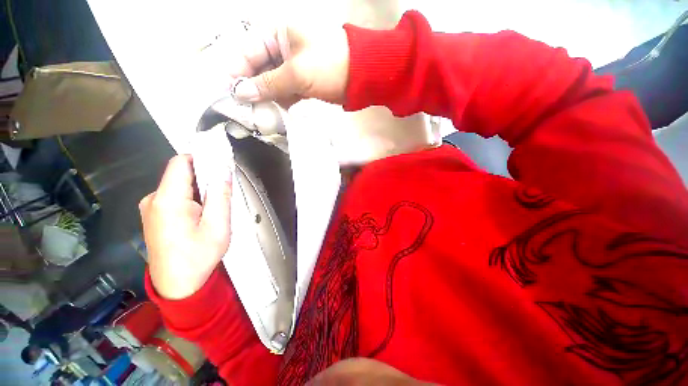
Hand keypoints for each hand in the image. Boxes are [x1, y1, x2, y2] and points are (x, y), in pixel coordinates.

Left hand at [139, 155, 231, 299]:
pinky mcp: (152, 215)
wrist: (177, 285)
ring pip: (178, 185)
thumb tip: (223, 171)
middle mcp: (153, 199)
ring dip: (198, 190)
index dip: (201, 158)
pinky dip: (190, 198)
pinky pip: (173, 196)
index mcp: (167, 200)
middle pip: (180, 174)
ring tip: (212, 209)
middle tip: (222, 193)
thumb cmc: (198, 256)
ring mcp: (150, 208)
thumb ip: (220, 195)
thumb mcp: (218, 226)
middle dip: (204, 177)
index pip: (181, 163)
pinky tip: (200, 216)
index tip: (220, 165)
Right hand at [229, 22, 349, 106]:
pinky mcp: (302, 82)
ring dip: (266, 98)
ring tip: (259, 115)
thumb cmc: (329, 65)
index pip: (247, 51)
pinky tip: (276, 114)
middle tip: (245, 109)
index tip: (229, 93)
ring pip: (272, 82)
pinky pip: (285, 92)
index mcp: (276, 33)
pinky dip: (280, 102)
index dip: (237, 72)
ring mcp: (293, 66)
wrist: (361, 77)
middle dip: (251, 89)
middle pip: (258, 69)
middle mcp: (281, 48)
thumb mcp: (296, 72)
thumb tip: (241, 93)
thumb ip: (268, 84)